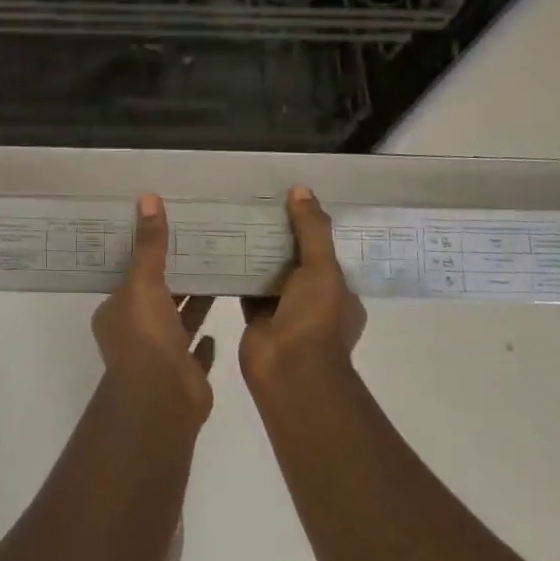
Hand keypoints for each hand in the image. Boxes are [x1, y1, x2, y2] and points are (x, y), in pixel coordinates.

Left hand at [93, 195, 215, 421]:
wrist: (163, 399)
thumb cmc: (145, 335)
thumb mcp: (144, 281)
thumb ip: (150, 244)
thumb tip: (147, 197)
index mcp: (116, 312)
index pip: (129, 277)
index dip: (144, 257)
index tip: (164, 235)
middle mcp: (134, 333)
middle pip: (156, 297)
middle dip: (173, 277)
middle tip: (198, 246)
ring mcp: (160, 356)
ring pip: (177, 321)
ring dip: (192, 303)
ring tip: (216, 272)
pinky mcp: (185, 374)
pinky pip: (196, 351)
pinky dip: (204, 339)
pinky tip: (219, 321)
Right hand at [241, 186, 366, 390]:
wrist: (289, 371)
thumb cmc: (315, 319)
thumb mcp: (322, 268)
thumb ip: (312, 230)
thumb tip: (301, 189)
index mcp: (340, 293)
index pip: (327, 253)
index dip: (312, 229)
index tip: (293, 202)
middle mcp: (314, 301)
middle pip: (296, 261)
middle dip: (280, 238)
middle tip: (258, 205)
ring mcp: (285, 311)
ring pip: (270, 273)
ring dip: (256, 253)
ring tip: (236, 218)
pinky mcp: (256, 318)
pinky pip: (246, 287)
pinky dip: (236, 271)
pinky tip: (220, 247)